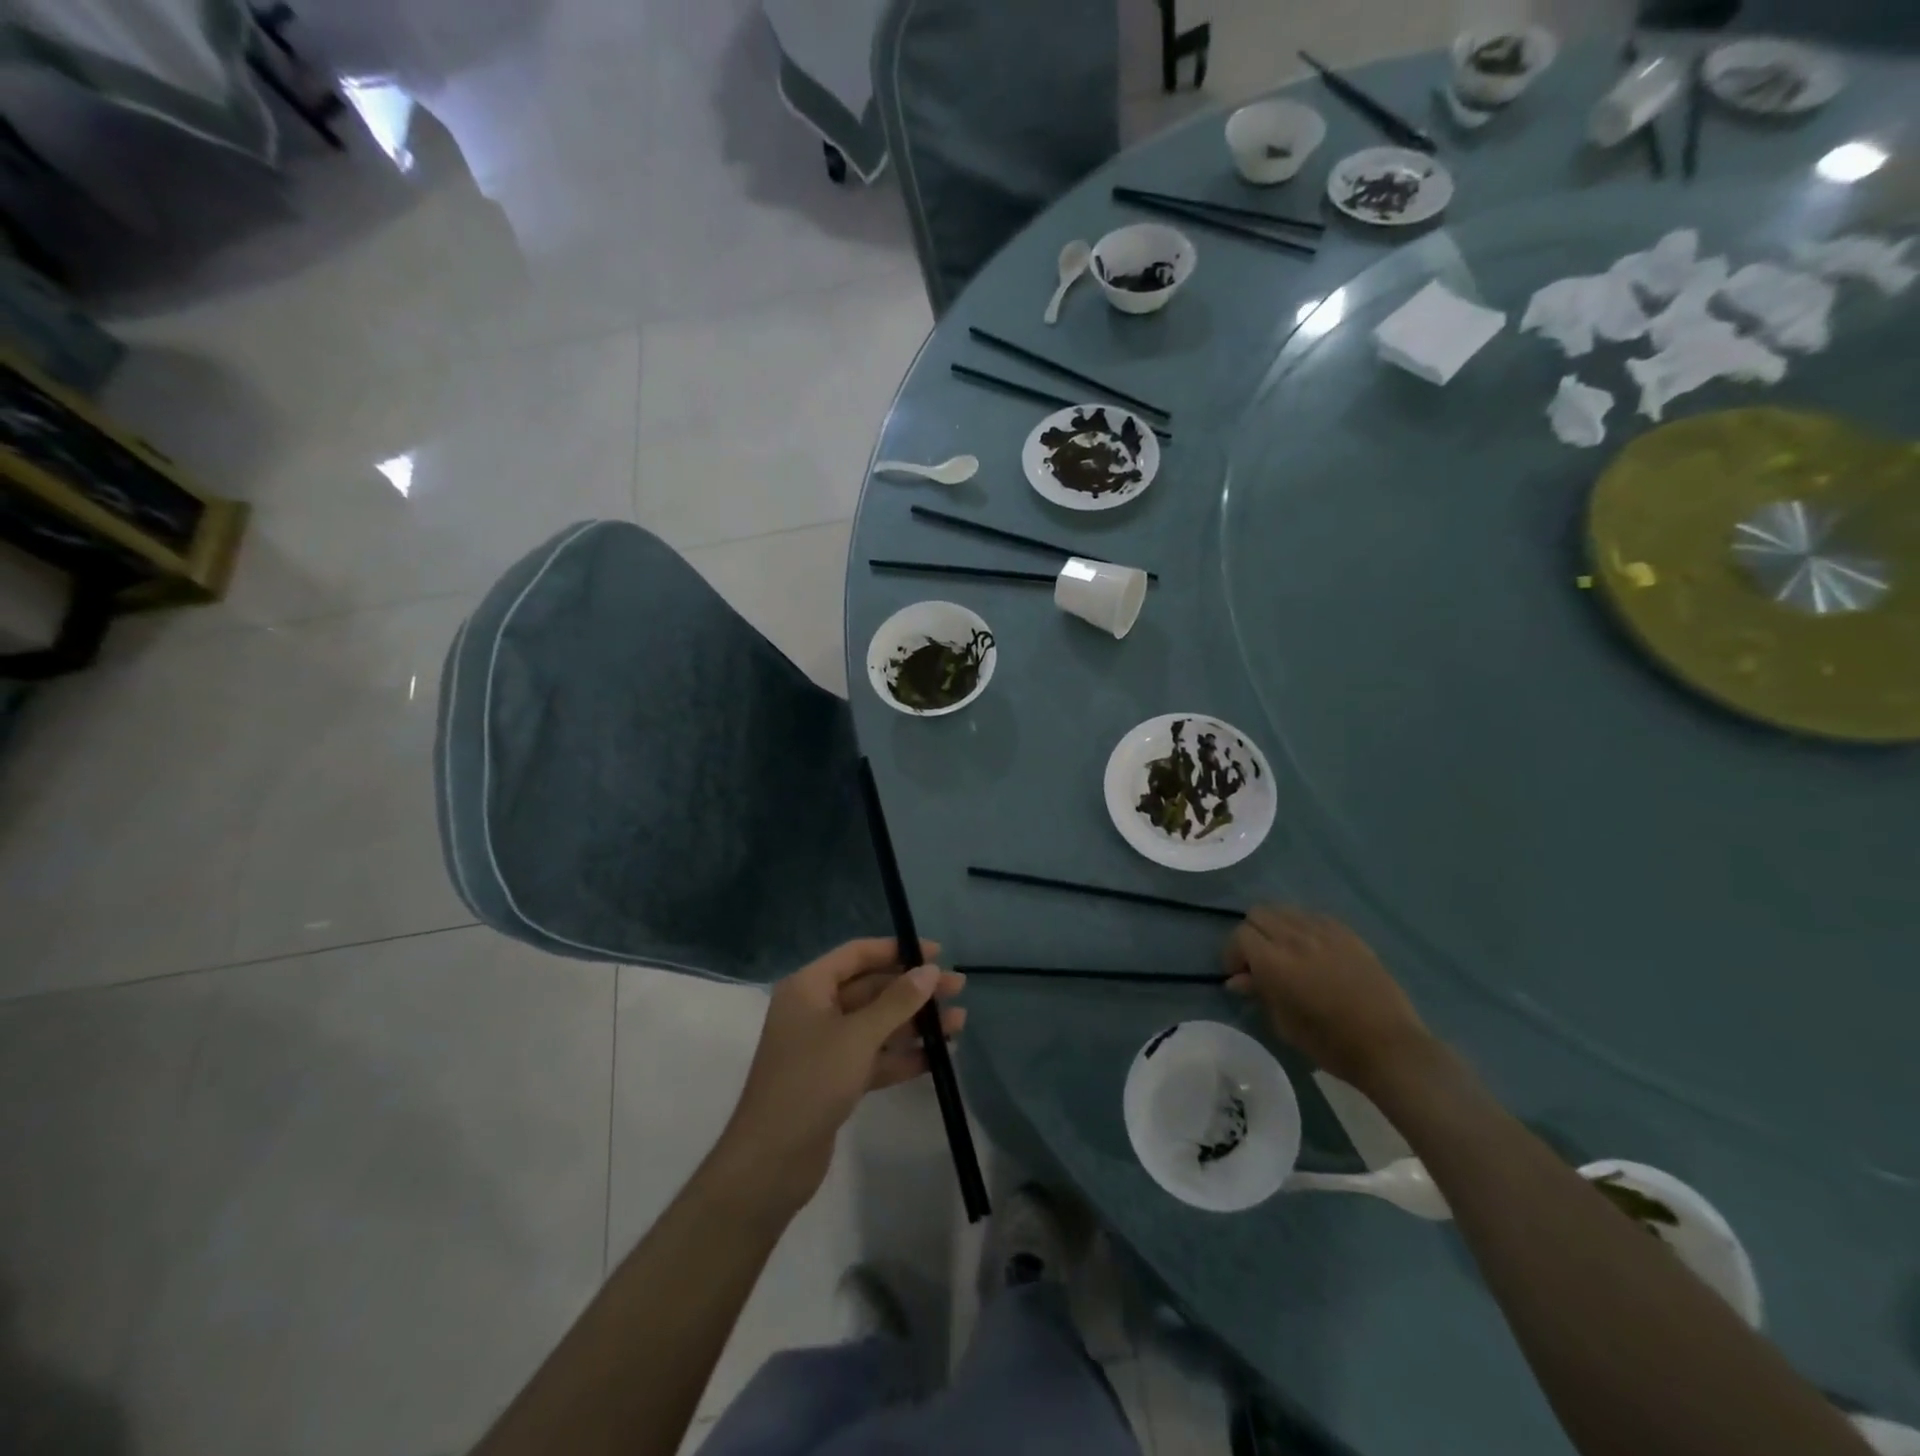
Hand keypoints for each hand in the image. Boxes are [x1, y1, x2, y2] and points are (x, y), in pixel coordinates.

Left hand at [715, 938, 965, 1217]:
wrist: (771, 1161)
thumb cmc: (810, 1082)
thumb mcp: (858, 1036)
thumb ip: (897, 1001)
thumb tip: (930, 970)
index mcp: (809, 987)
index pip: (857, 954)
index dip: (897, 950)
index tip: (937, 953)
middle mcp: (815, 1010)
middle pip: (872, 988)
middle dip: (914, 990)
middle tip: (958, 989)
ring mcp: (825, 1046)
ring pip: (877, 1024)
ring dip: (915, 1023)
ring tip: (959, 1023)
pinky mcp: (835, 1079)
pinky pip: (874, 1056)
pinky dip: (903, 1055)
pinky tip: (938, 1056)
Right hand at [1224, 907, 1429, 1090]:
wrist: (1389, 1046)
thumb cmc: (1330, 1044)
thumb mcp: (1284, 1024)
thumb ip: (1259, 993)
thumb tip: (1238, 979)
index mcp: (1274, 962)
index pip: (1240, 935)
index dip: (1234, 954)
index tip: (1240, 974)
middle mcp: (1295, 938)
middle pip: (1259, 914)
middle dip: (1252, 935)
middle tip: (1260, 961)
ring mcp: (1324, 932)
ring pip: (1286, 910)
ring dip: (1277, 927)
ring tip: (1287, 952)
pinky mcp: (1348, 934)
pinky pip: (1314, 916)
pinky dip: (1304, 927)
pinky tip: (1314, 950)